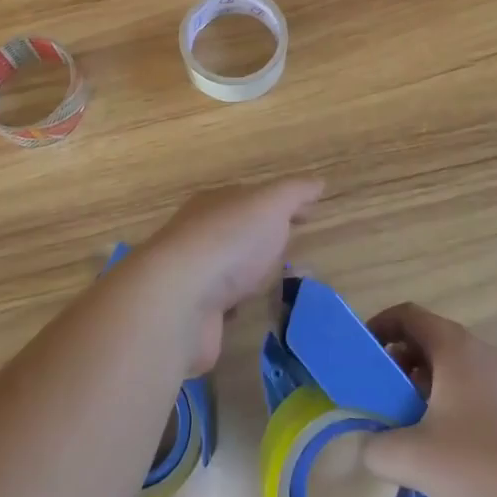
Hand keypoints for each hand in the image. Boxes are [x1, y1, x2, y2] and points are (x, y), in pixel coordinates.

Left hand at [136, 179, 323, 373]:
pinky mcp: (194, 314)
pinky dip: (238, 307)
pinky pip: (223, 306)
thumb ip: (294, 192)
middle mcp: (200, 234)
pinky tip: (254, 312)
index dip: (282, 204)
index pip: (253, 198)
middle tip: (296, 250)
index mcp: (216, 203)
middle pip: (239, 232)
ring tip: (283, 284)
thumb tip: (318, 182)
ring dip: (252, 275)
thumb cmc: (229, 241)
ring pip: (230, 270)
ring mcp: (194, 276)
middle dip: (266, 238)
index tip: (308, 214)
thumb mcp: (269, 204)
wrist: (178, 300)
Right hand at [361, 303, 496, 496]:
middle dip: (398, 367)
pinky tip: (451, 457)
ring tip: (412, 433)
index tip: (360, 356)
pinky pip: (475, 395)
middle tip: (381, 400)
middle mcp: (479, 352)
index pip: (407, 314)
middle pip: (428, 342)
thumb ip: (377, 448)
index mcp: (452, 347)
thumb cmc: (484, 463)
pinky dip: (453, 410)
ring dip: (425, 392)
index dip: (378, 327)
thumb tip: (364, 446)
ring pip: (453, 372)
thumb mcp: (415, 459)